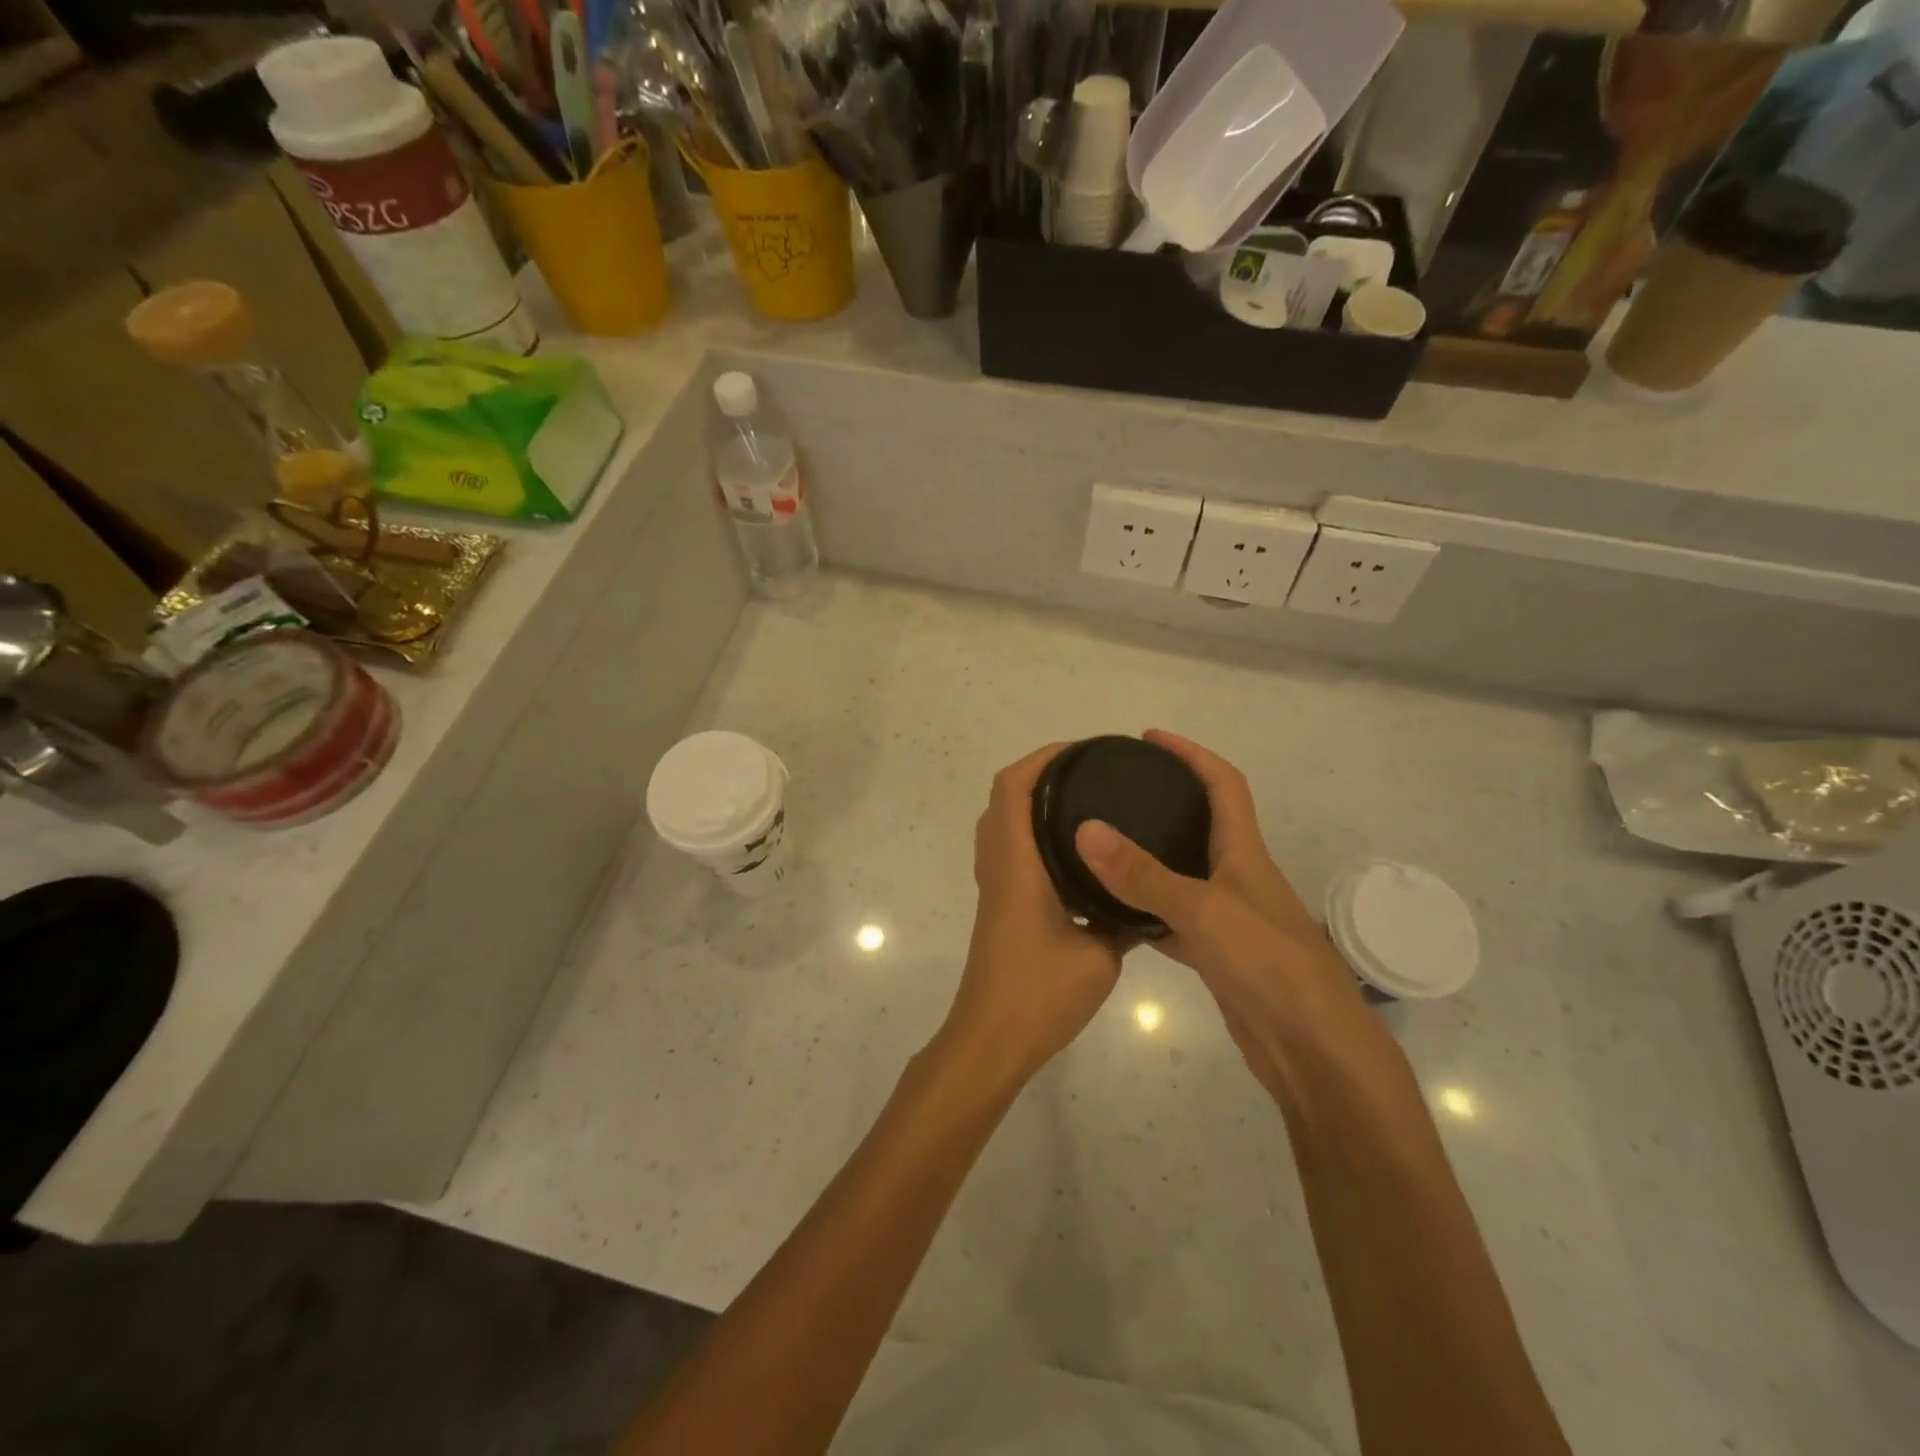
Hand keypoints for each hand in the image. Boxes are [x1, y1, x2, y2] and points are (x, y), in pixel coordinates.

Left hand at [937, 743, 1122, 1092]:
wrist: (991, 1040)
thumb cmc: (1039, 995)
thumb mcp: (1100, 957)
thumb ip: (1121, 919)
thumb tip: (1142, 899)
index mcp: (1016, 864)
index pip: (1012, 788)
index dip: (1041, 759)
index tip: (1082, 752)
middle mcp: (998, 865)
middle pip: (1003, 797)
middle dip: (1041, 774)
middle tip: (1090, 774)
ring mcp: (994, 886)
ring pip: (1003, 824)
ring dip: (1033, 802)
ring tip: (1085, 804)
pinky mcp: (998, 905)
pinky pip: (1010, 850)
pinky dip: (1033, 834)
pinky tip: (1074, 855)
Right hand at [1071, 731, 1375, 1083]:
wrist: (1314, 1052)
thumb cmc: (1269, 966)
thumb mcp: (1202, 911)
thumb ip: (1142, 873)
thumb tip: (1086, 829)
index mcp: (1244, 853)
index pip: (1223, 784)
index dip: (1191, 754)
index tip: (1150, 738)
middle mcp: (1238, 877)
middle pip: (1203, 824)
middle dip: (1165, 801)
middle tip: (1116, 793)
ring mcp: (1228, 918)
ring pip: (1183, 875)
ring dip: (1150, 858)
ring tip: (1103, 845)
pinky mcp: (1218, 956)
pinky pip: (1174, 921)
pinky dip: (1145, 914)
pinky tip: (1113, 916)